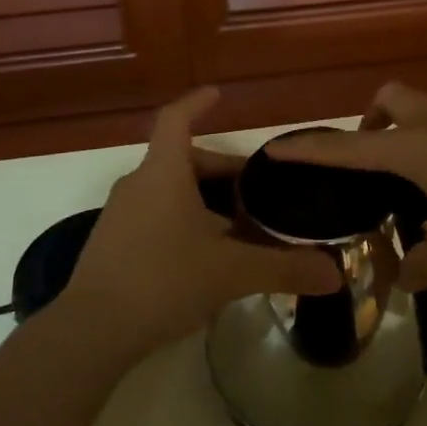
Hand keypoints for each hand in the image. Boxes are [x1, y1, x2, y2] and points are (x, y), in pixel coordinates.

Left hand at [61, 88, 339, 360]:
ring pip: (168, 191)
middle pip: (182, 160)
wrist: (91, 331)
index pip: (176, 119)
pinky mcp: (111, 244)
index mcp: (163, 173)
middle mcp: (138, 184)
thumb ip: (284, 268)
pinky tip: (202, 258)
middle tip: (254, 191)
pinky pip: (153, 216)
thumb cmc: (163, 281)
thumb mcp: (231, 273)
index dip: (197, 103)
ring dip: (202, 201)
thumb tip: (335, 274)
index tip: (218, 94)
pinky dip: (182, 222)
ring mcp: (119, 215)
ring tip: (236, 228)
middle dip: (220, 171)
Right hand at [268, 82, 426, 290]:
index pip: (347, 148)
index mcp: (415, 149)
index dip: (309, 149)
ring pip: (424, 110)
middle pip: (388, 100)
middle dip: (371, 122)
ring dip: (411, 134)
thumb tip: (405, 281)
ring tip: (425, 186)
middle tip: (375, 164)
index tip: (276, 147)